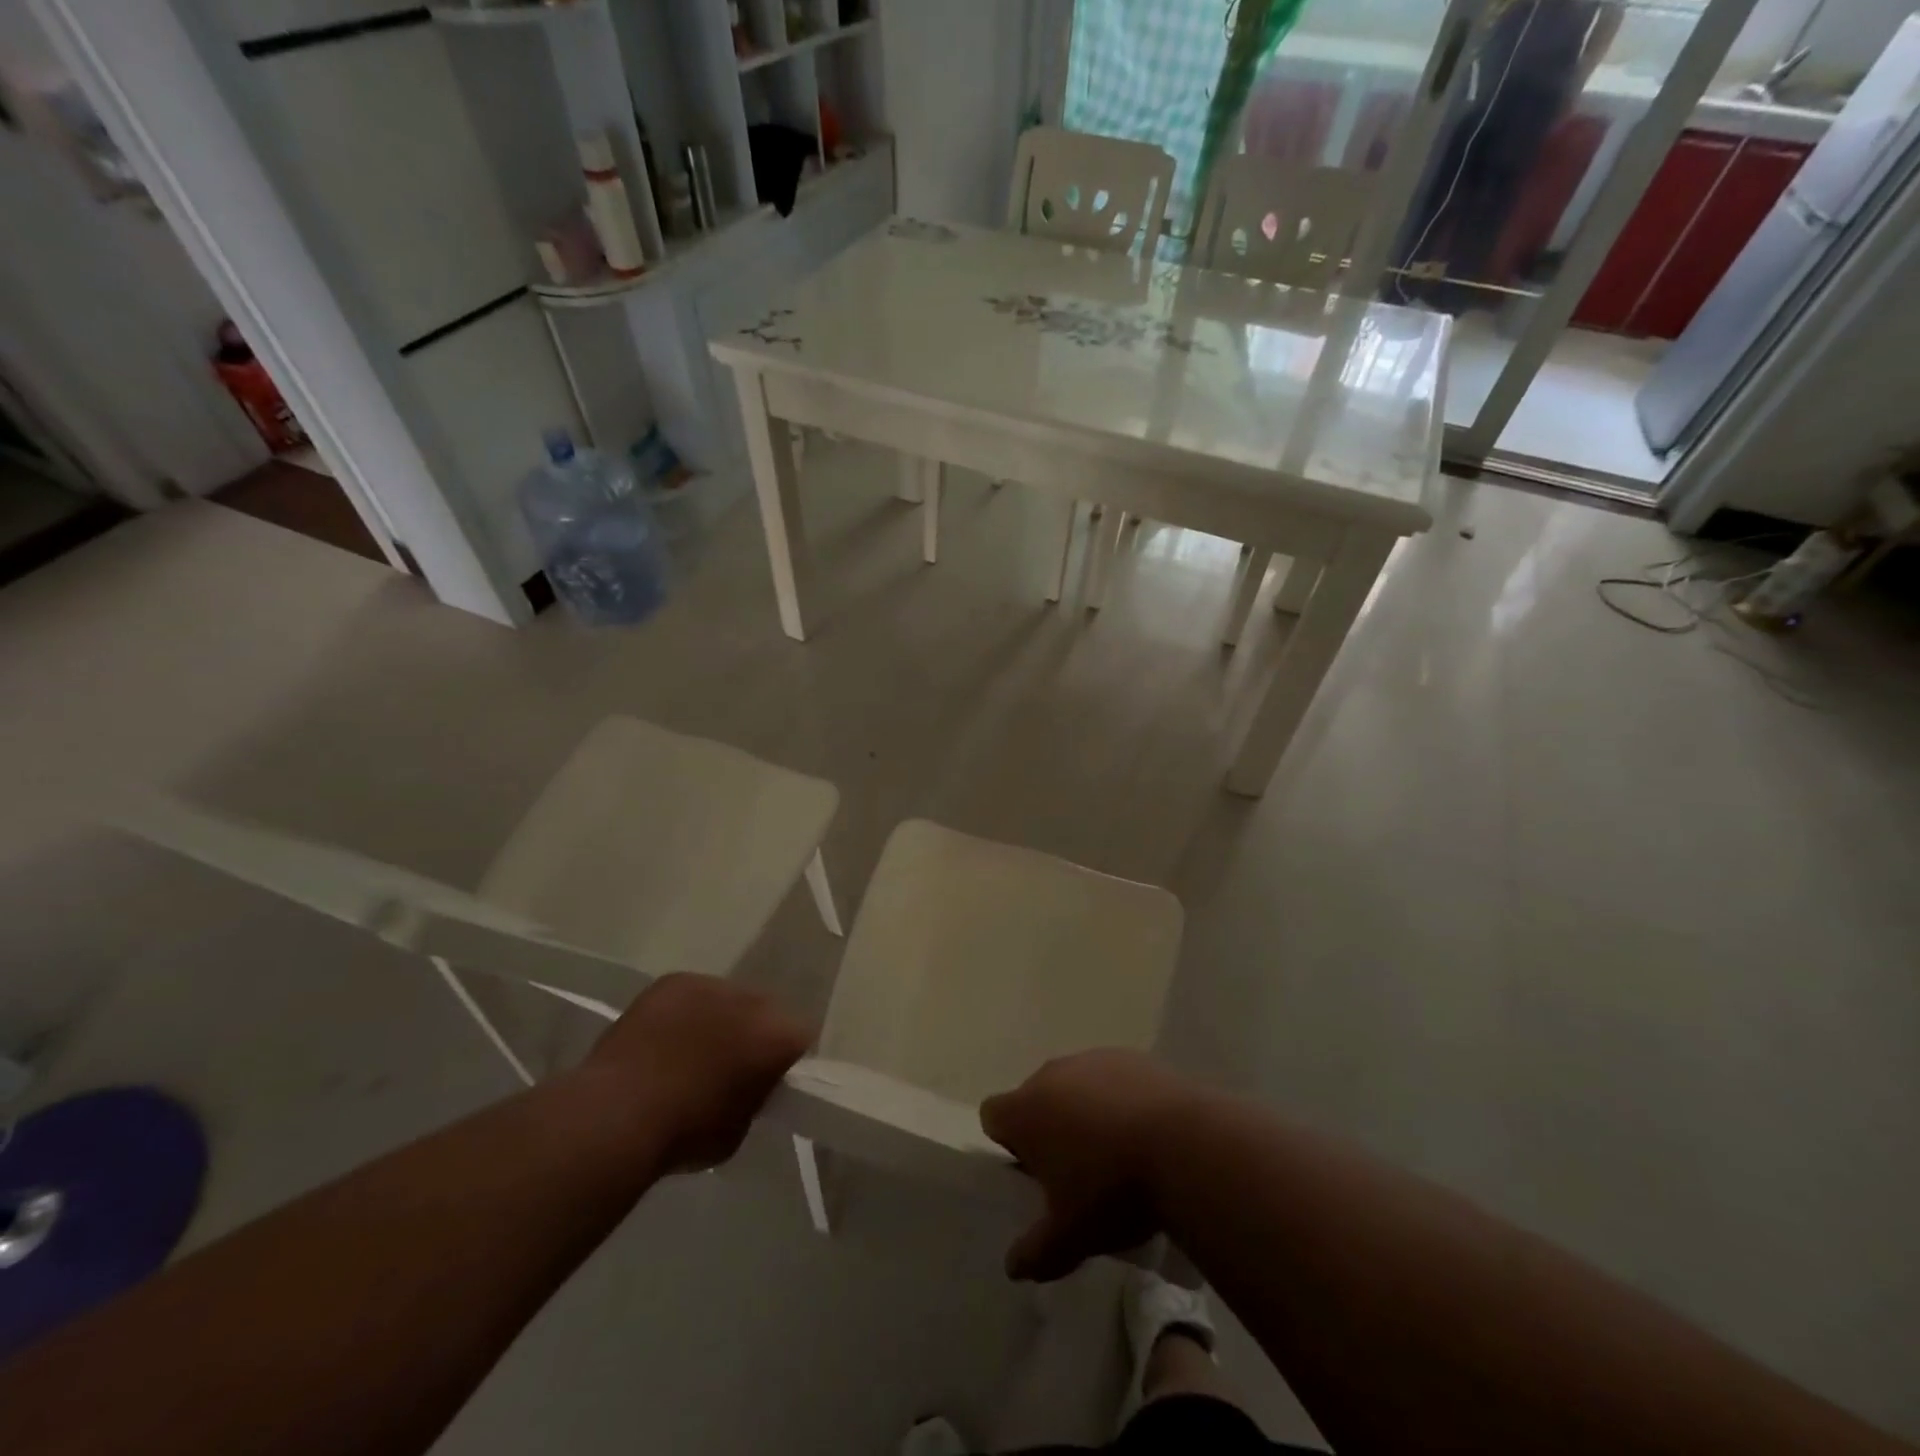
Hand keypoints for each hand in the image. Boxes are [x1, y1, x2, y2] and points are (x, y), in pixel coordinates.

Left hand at [585, 974, 812, 1172]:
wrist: (616, 1115)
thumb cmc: (685, 1133)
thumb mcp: (740, 1128)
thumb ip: (755, 1094)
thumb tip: (748, 1082)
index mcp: (778, 1036)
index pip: (800, 1038)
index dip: (785, 1060)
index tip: (766, 1079)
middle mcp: (753, 1000)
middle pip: (765, 1011)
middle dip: (753, 1032)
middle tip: (729, 1064)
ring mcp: (711, 984)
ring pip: (727, 999)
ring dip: (719, 1018)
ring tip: (690, 1050)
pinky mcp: (673, 981)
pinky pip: (691, 994)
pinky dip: (684, 1012)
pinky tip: (663, 1039)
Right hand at [980, 1050, 1193, 1281]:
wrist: (1184, 1146)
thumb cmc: (1113, 1191)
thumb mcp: (1071, 1237)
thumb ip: (1036, 1252)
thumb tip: (1014, 1266)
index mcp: (1026, 1110)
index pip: (993, 1115)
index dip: (1007, 1142)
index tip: (1032, 1171)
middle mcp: (1052, 1074)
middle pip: (1035, 1097)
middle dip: (1048, 1127)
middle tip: (1075, 1170)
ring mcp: (1093, 1059)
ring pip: (1075, 1085)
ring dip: (1084, 1111)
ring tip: (1116, 1153)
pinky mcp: (1131, 1057)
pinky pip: (1112, 1078)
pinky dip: (1118, 1099)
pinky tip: (1145, 1133)